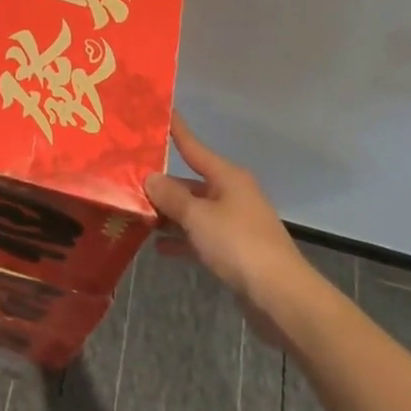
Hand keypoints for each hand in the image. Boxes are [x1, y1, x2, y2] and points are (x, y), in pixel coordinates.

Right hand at [145, 113, 321, 346]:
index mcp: (227, 177)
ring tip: (136, 213)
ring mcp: (234, 224)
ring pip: (194, 211)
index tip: (159, 112)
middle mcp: (231, 195)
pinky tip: (159, 247)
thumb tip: (150, 177)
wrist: (282, 298)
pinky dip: (182, 240)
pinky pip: (201, 237)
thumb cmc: (238, 245)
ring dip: (169, 214)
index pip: (193, 147)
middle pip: (190, 182)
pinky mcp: (234, 252)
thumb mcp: (198, 217)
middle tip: (128, 178)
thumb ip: (171, 196)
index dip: (176, 130)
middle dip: (162, 184)